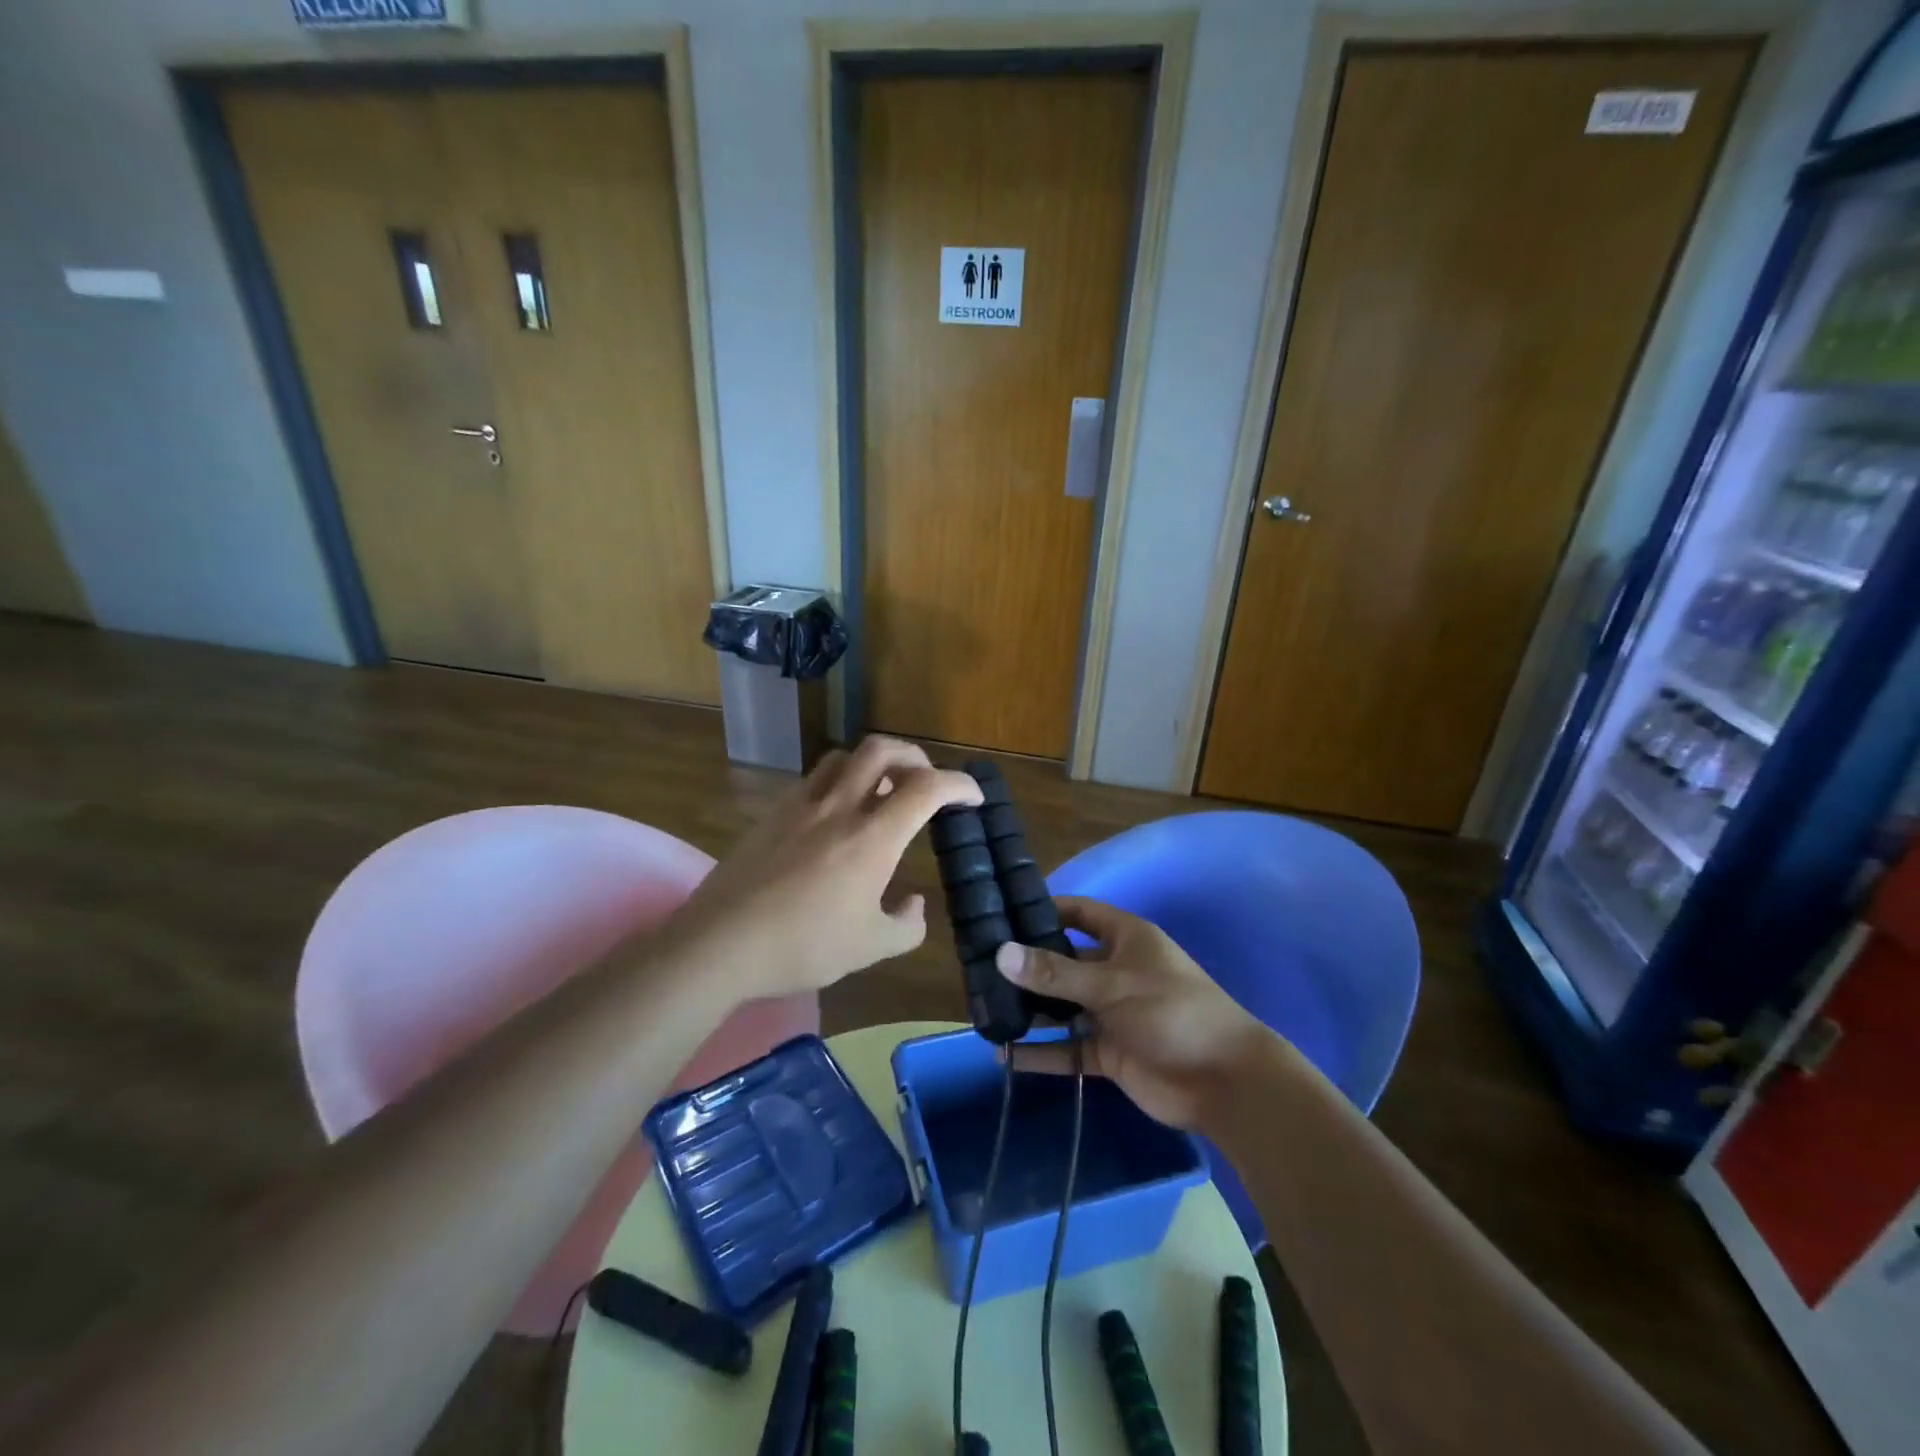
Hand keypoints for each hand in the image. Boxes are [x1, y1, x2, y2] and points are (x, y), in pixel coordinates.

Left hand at [669, 736, 980, 997]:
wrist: (720, 944)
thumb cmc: (803, 946)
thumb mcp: (870, 948)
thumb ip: (906, 925)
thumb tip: (914, 904)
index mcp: (872, 837)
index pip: (927, 787)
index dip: (959, 784)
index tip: (973, 797)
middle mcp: (840, 807)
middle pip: (883, 749)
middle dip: (915, 756)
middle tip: (926, 782)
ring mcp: (801, 805)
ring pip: (844, 756)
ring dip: (873, 762)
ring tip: (881, 790)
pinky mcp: (771, 814)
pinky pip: (813, 779)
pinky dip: (838, 782)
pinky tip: (835, 815)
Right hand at [994, 897, 1287, 1131]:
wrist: (1223, 1082)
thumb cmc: (1172, 1012)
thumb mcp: (1111, 985)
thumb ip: (1055, 973)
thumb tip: (1000, 952)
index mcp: (1126, 939)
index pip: (1080, 912)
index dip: (1046, 909)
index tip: (1003, 911)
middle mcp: (1116, 971)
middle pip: (1064, 962)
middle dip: (1028, 966)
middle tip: (979, 967)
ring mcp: (1112, 1013)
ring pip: (1062, 1007)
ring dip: (1030, 1011)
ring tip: (983, 1010)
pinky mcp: (1109, 1052)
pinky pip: (1068, 1049)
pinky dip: (1041, 1054)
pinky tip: (1005, 1056)